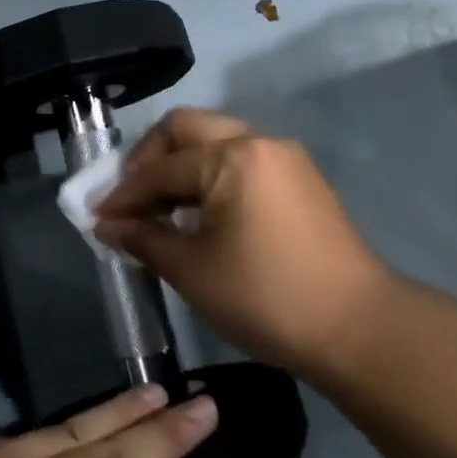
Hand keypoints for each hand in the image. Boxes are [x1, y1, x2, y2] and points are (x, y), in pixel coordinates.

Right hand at [94, 108, 392, 376]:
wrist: (358, 328)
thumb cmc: (266, 297)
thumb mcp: (193, 271)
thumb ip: (145, 239)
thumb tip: (109, 226)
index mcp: (231, 157)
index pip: (161, 168)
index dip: (124, 195)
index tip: (98, 218)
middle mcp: (258, 141)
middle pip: (186, 129)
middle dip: (149, 159)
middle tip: (130, 198)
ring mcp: (284, 157)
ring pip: (215, 140)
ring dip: (181, 166)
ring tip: (160, 208)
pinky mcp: (299, 178)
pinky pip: (241, 159)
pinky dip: (210, 175)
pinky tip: (198, 211)